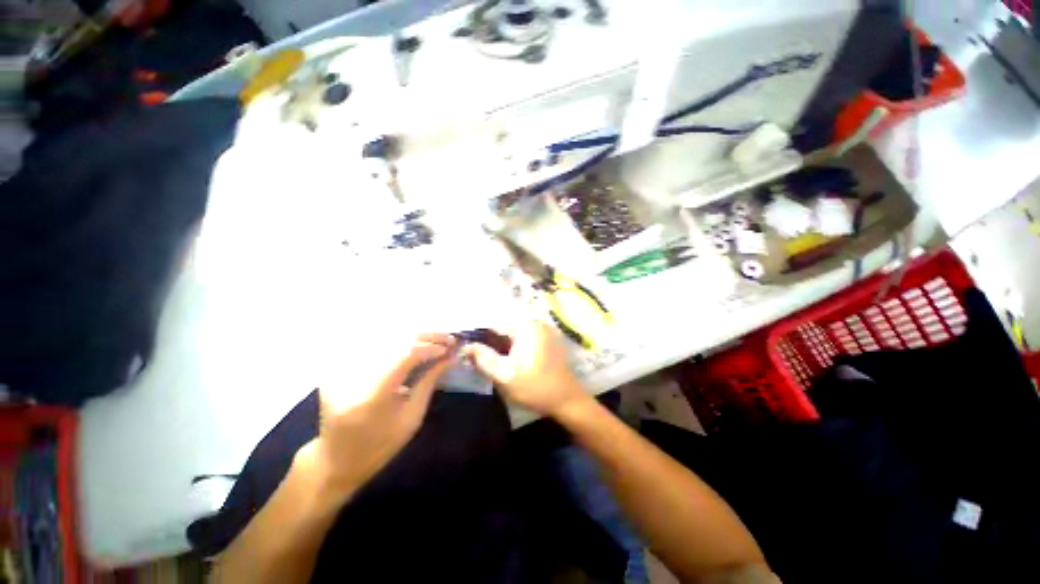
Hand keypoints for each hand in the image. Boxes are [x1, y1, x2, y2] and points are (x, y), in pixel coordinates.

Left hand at [308, 333, 456, 499]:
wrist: (336, 458)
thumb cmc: (380, 445)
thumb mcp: (412, 418)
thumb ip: (429, 382)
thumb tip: (450, 358)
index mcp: (372, 394)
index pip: (405, 355)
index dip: (431, 347)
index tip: (451, 348)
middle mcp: (355, 374)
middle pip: (396, 340)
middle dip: (426, 337)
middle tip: (448, 339)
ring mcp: (343, 367)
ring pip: (386, 337)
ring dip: (415, 336)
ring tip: (435, 340)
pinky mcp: (340, 364)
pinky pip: (375, 344)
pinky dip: (398, 341)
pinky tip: (414, 344)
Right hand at [462, 320, 587, 416]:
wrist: (568, 400)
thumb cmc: (535, 388)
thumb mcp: (504, 376)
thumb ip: (483, 358)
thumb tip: (466, 346)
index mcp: (525, 326)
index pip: (494, 323)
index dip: (479, 335)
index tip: (469, 347)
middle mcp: (536, 322)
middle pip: (505, 326)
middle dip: (492, 340)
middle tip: (481, 357)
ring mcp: (545, 329)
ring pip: (515, 332)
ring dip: (503, 343)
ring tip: (495, 359)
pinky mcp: (550, 339)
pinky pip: (526, 337)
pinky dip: (516, 345)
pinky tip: (513, 359)